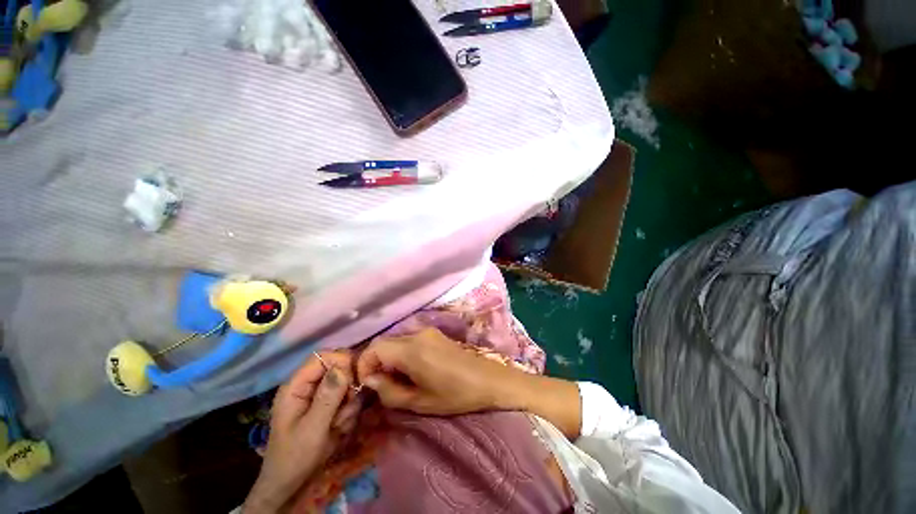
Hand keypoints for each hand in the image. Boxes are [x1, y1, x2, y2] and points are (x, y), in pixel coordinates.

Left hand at [244, 351, 361, 513]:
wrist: (290, 485)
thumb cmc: (295, 457)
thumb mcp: (312, 429)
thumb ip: (327, 397)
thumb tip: (343, 366)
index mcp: (296, 386)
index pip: (322, 356)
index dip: (341, 360)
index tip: (354, 378)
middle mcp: (309, 386)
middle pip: (338, 368)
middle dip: (348, 386)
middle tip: (346, 407)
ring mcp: (319, 397)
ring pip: (347, 384)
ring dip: (349, 403)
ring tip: (339, 425)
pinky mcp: (328, 406)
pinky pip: (348, 398)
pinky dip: (349, 412)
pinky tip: (339, 429)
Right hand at [355, 327, 518, 415]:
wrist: (488, 380)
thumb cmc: (455, 395)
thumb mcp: (419, 402)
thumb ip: (389, 391)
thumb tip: (371, 379)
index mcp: (412, 350)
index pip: (375, 347)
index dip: (364, 365)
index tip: (368, 384)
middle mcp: (417, 334)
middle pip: (385, 342)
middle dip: (377, 363)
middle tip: (383, 386)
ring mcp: (428, 331)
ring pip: (397, 341)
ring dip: (390, 358)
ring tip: (399, 380)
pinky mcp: (435, 334)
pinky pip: (410, 340)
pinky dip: (403, 354)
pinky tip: (414, 370)